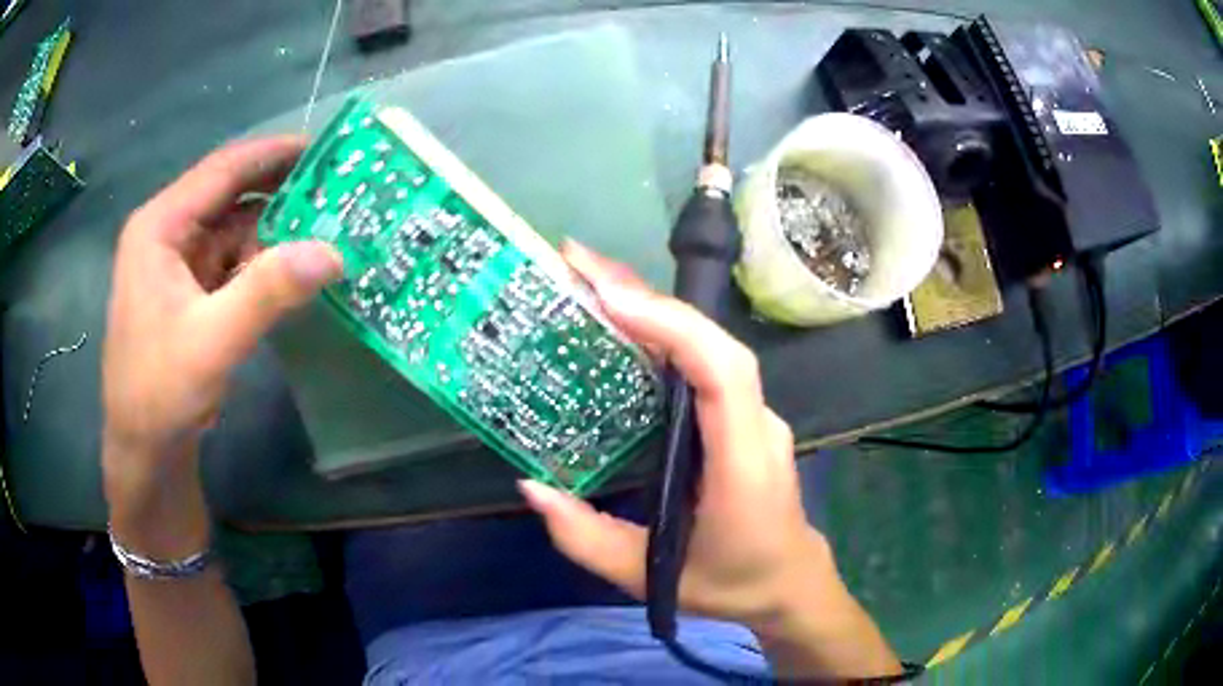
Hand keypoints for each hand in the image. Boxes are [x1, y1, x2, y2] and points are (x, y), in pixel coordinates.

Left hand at [103, 137, 341, 546]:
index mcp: (160, 227)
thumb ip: (267, 293)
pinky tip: (295, 270)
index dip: (272, 153)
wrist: (143, 450)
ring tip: (327, 228)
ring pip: (234, 230)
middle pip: (230, 196)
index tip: (323, 146)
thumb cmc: (160, 391)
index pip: (222, 170)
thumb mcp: (212, 342)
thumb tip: (334, 252)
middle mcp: (168, 234)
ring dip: (276, 232)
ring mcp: (178, 264)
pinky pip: (232, 263)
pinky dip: (263, 263)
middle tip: (336, 188)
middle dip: (280, 191)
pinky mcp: (190, 292)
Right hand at [522, 242, 828, 624]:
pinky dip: (661, 335)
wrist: (790, 583)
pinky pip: (703, 365)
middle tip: (577, 264)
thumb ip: (587, 540)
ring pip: (707, 346)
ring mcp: (754, 415)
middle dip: (646, 296)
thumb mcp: (650, 579)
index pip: (723, 373)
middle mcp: (756, 425)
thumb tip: (532, 487)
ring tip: (588, 283)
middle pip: (712, 343)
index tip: (610, 299)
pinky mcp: (741, 416)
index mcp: (743, 464)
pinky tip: (620, 325)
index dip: (672, 327)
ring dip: (650, 307)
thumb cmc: (731, 583)